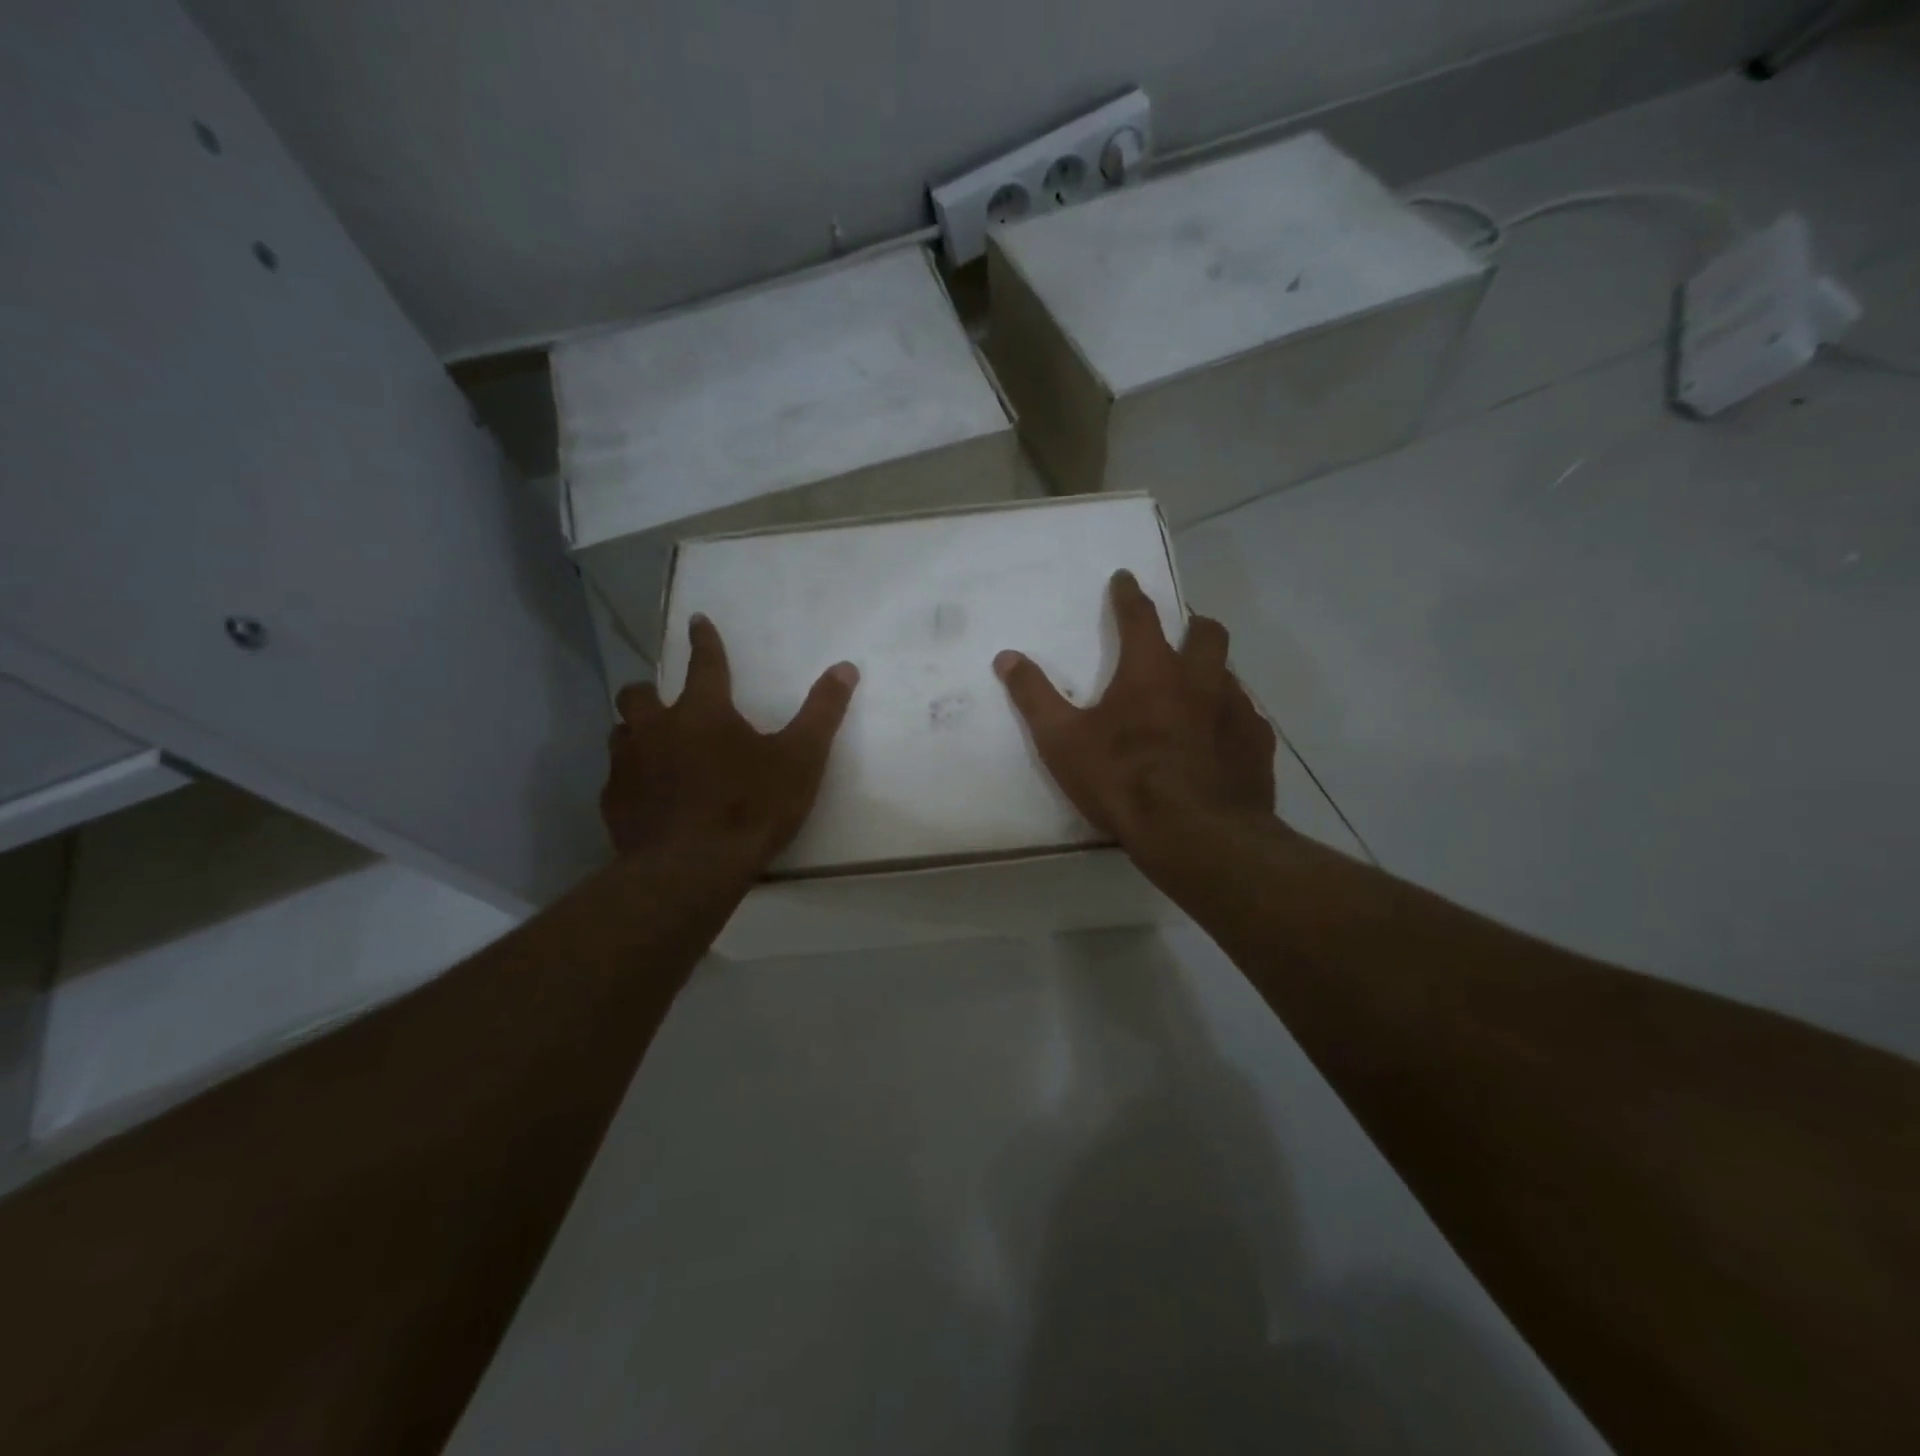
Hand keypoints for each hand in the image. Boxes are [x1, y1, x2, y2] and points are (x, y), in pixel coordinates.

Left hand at [603, 614, 858, 873]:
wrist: (691, 870)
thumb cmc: (751, 807)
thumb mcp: (801, 759)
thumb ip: (822, 712)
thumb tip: (845, 667)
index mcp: (703, 712)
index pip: (705, 663)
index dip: (704, 640)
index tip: (697, 621)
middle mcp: (657, 729)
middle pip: (639, 694)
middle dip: (649, 690)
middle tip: (664, 701)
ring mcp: (628, 766)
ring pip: (620, 734)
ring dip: (635, 733)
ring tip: (653, 747)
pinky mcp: (614, 804)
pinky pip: (615, 780)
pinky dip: (630, 779)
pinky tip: (646, 797)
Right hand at [994, 569, 1276, 854]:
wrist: (1196, 835)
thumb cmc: (1123, 781)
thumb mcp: (1063, 741)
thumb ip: (1034, 696)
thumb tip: (1006, 656)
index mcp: (1151, 670)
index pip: (1139, 615)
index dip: (1129, 594)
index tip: (1125, 577)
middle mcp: (1201, 679)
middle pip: (1206, 633)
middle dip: (1192, 624)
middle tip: (1181, 631)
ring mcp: (1236, 710)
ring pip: (1230, 674)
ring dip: (1213, 673)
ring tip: (1198, 692)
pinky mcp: (1257, 745)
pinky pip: (1247, 718)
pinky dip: (1230, 718)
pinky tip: (1220, 740)